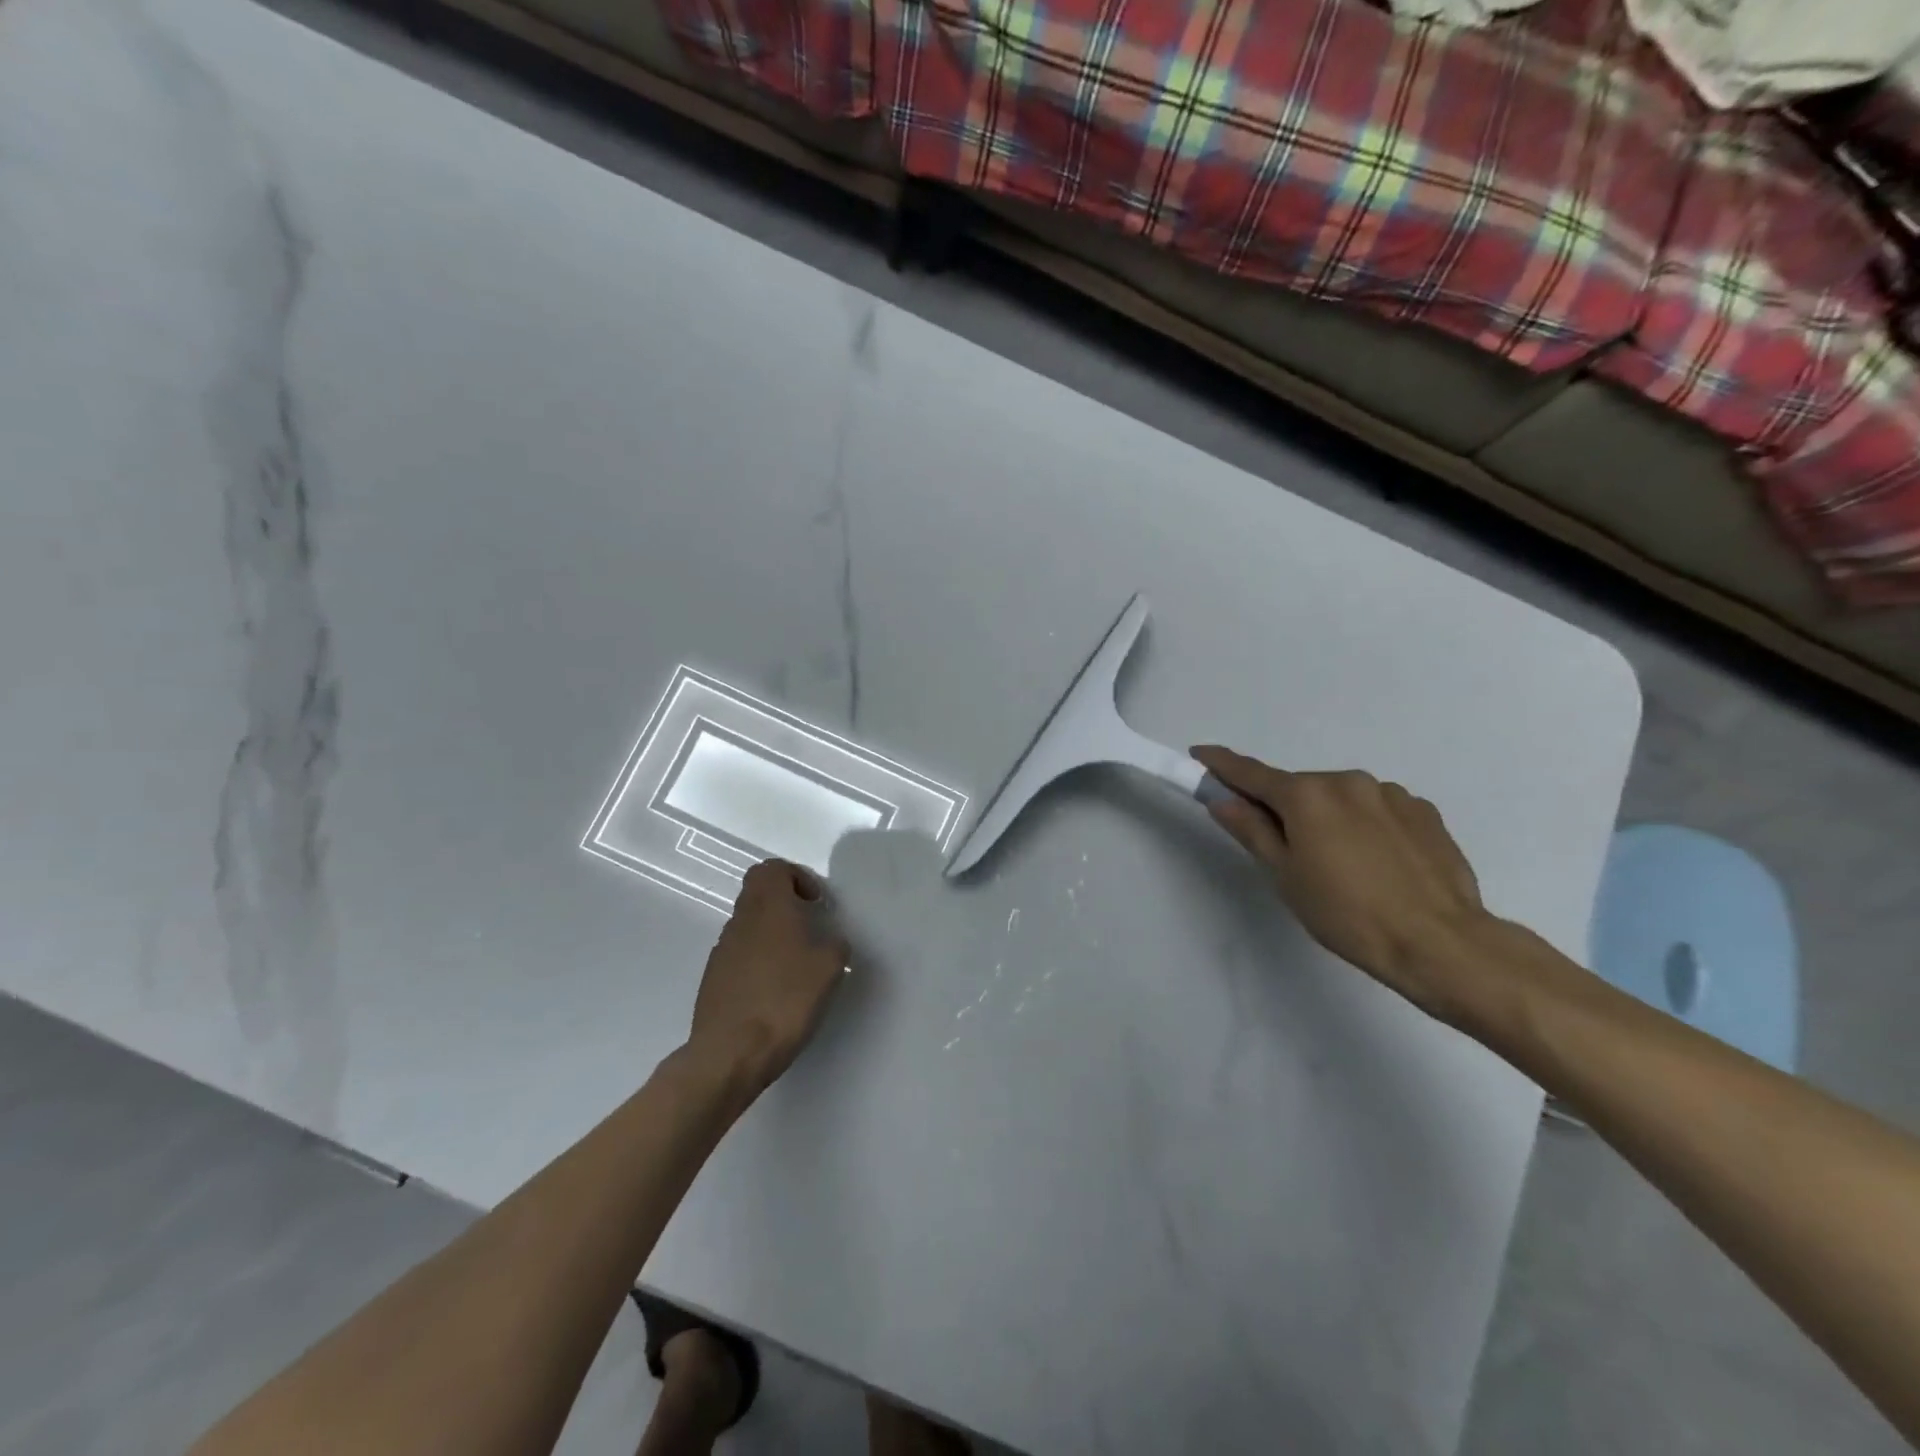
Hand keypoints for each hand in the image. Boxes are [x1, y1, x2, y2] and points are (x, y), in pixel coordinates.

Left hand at [688, 860, 849, 1094]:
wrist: (731, 1053)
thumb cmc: (785, 999)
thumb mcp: (829, 968)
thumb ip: (835, 945)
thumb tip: (830, 942)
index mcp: (768, 907)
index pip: (772, 869)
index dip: (796, 877)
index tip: (816, 904)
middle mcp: (740, 920)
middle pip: (758, 892)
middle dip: (785, 903)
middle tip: (810, 927)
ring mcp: (722, 950)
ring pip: (748, 924)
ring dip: (772, 932)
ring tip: (796, 964)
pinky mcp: (713, 978)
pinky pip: (739, 954)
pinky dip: (758, 959)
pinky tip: (775, 990)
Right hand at [1192, 745, 1491, 1024]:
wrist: (1440, 942)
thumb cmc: (1346, 914)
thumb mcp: (1285, 875)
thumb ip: (1252, 830)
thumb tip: (1222, 800)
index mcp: (1306, 795)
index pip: (1251, 773)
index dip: (1221, 764)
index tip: (1200, 754)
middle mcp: (1347, 780)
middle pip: (1299, 788)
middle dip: (1284, 808)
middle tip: (1285, 850)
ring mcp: (1390, 793)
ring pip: (1341, 798)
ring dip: (1328, 817)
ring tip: (1342, 865)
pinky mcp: (1424, 811)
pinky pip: (1377, 809)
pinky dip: (1365, 825)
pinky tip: (1377, 863)